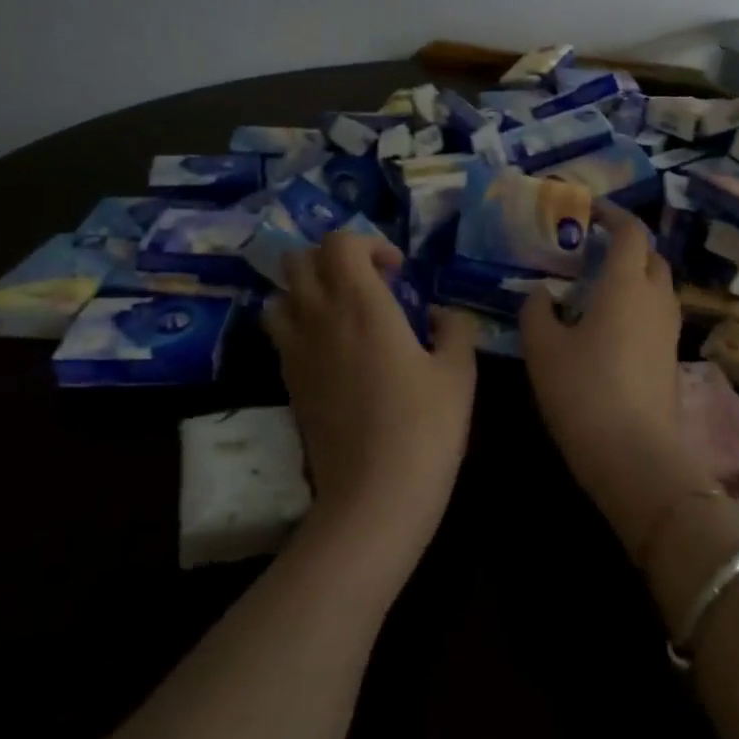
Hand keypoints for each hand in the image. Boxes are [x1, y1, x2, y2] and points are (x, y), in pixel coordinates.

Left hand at [263, 232, 478, 569]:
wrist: (374, 496)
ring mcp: (296, 351)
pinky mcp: (288, 382)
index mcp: (362, 304)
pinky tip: (331, 348)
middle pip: (299, 260)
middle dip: (332, 258)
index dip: (369, 243)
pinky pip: (279, 332)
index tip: (398, 271)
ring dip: (307, 289)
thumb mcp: (459, 371)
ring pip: (280, 294)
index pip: (340, 242)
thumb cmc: (425, 426)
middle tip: (367, 283)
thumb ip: (454, 328)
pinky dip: (298, 323)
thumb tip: (441, 314)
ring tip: (341, 310)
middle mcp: (320, 317)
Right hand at [519, 203, 705, 544]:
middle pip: (650, 255)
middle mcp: (656, 298)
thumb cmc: (583, 391)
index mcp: (626, 284)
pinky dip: (638, 305)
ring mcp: (670, 329)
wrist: (635, 457)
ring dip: (634, 275)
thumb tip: (539, 293)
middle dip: (625, 244)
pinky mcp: (673, 357)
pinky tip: (609, 326)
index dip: (612, 214)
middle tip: (591, 248)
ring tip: (597, 286)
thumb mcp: (543, 349)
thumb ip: (536, 311)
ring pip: (657, 285)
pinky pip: (657, 314)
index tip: (589, 210)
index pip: (630, 231)